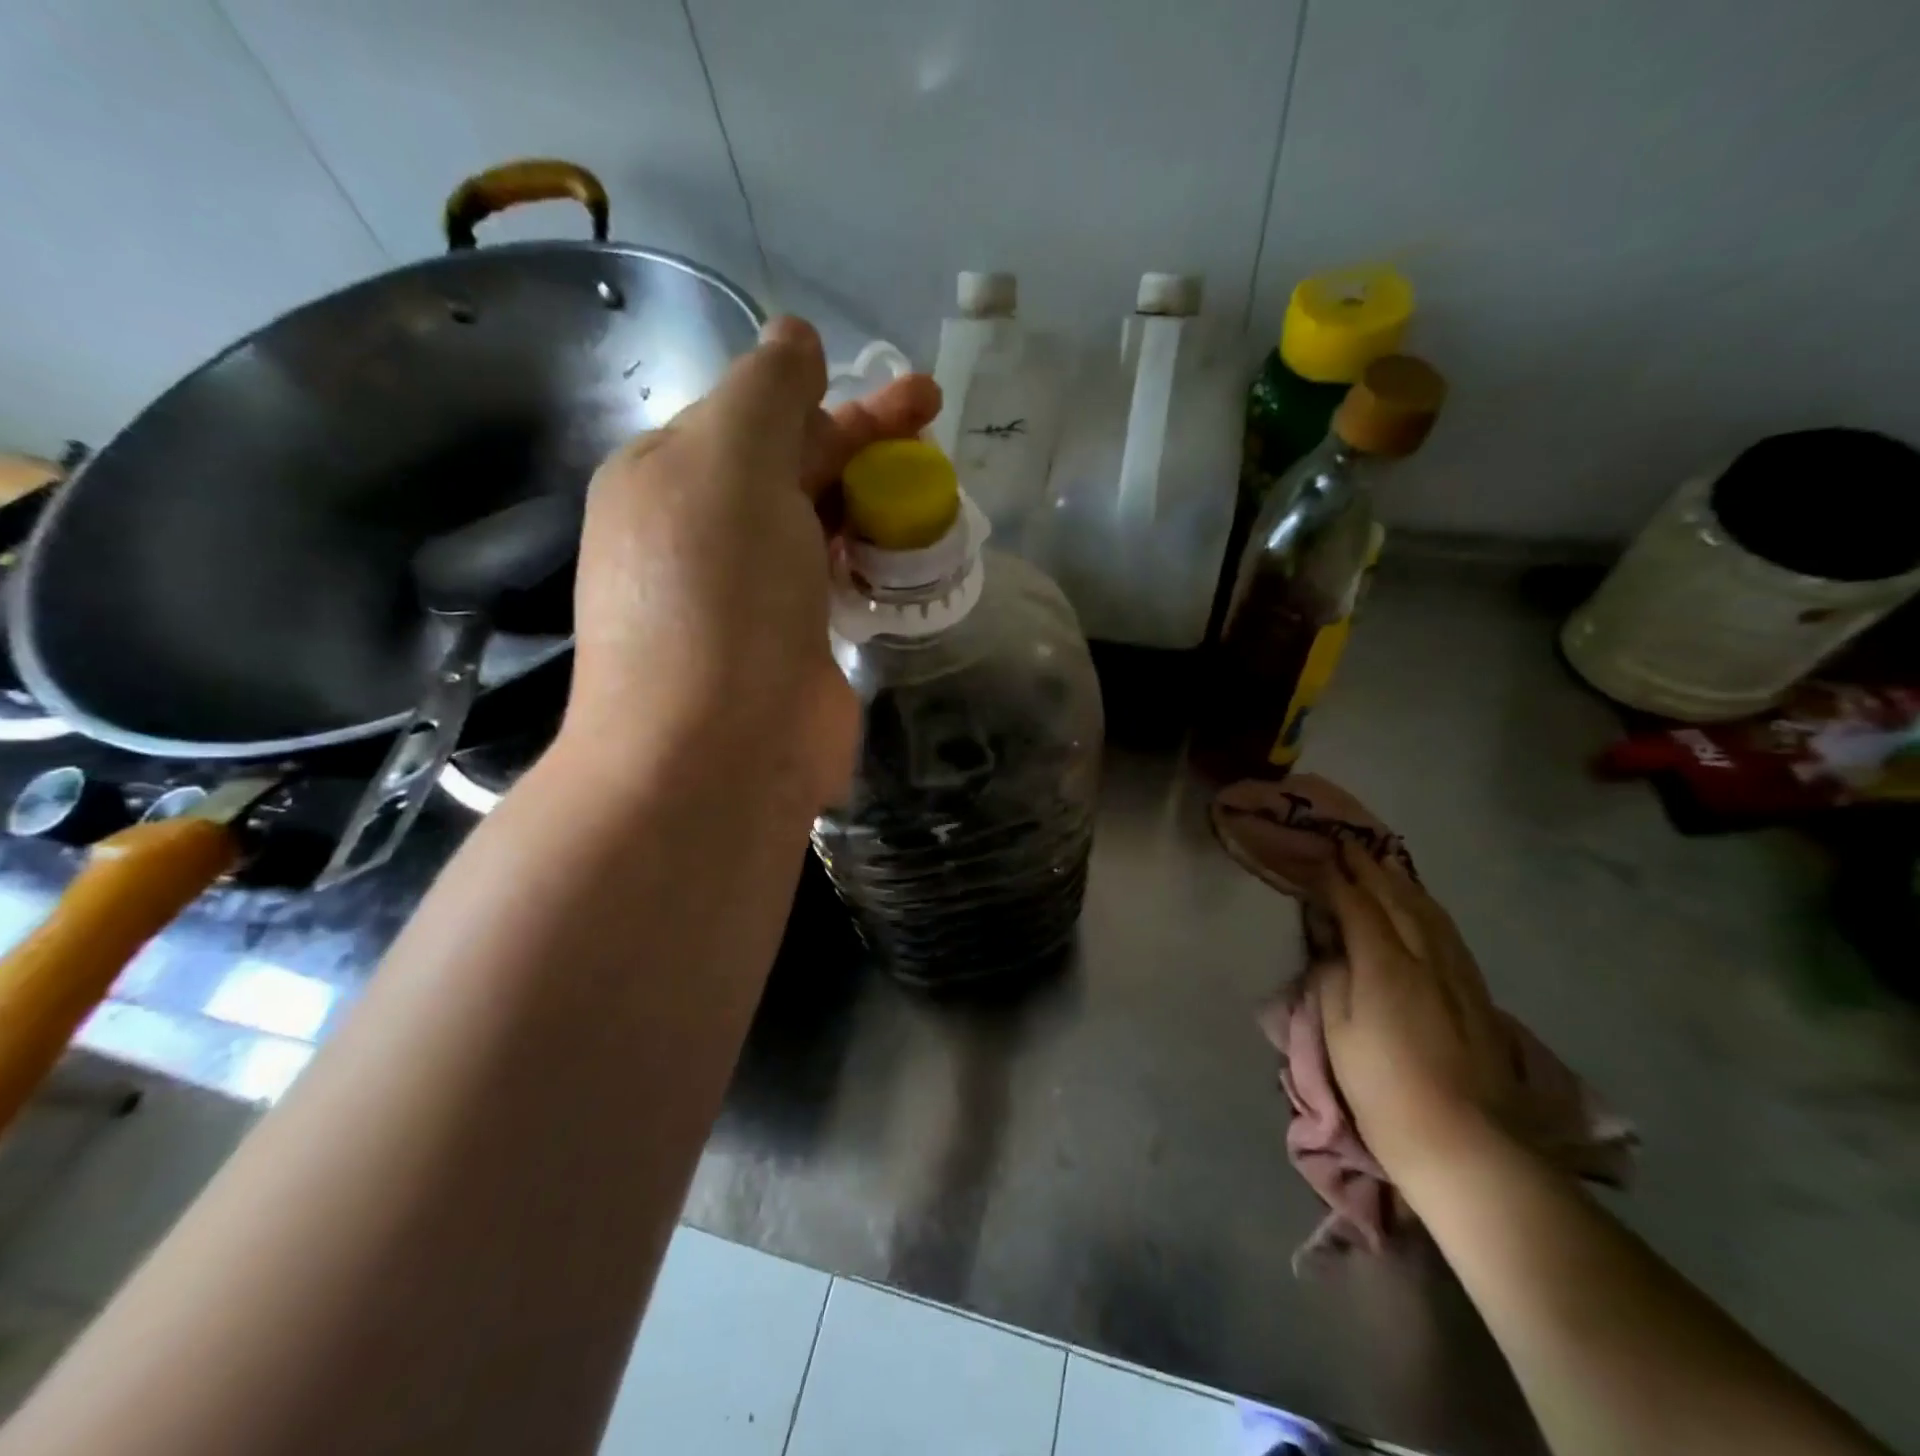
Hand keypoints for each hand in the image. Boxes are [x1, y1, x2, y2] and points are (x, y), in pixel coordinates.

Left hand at [563, 317, 940, 808]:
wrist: (718, 752)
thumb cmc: (719, 595)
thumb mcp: (730, 462)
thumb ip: (767, 392)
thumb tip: (795, 338)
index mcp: (670, 478)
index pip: (758, 415)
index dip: (833, 398)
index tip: (906, 396)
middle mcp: (702, 535)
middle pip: (793, 468)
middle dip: (864, 441)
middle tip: (933, 423)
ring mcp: (748, 598)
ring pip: (818, 527)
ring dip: (872, 502)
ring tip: (932, 494)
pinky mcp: (791, 650)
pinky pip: (835, 584)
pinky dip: (871, 561)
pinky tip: (908, 556)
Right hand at [1321, 843, 1525, 1186]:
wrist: (1468, 1145)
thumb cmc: (1385, 1090)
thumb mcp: (1338, 1035)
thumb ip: (1332, 982)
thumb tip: (1335, 954)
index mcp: (1385, 967)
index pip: (1359, 908)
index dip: (1339, 880)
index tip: (1321, 858)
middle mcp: (1426, 960)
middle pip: (1398, 901)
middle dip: (1372, 870)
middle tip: (1350, 845)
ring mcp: (1458, 977)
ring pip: (1430, 914)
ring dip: (1404, 884)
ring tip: (1385, 865)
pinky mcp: (1478, 997)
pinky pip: (1449, 935)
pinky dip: (1430, 910)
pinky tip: (1425, 908)